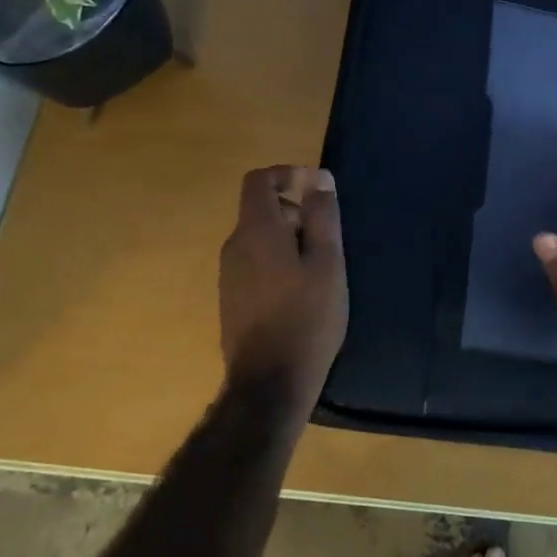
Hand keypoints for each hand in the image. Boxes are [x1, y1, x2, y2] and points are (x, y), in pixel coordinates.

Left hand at [219, 165, 348, 406]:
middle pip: (261, 210)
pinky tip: (301, 294)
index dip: (287, 174)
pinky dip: (278, 262)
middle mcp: (234, 246)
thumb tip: (319, 178)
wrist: (270, 382)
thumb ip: (322, 216)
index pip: (259, 181)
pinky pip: (255, 263)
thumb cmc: (307, 317)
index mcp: (256, 231)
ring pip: (259, 239)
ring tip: (319, 272)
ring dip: (289, 241)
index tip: (316, 188)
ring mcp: (228, 275)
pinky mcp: (231, 299)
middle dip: (295, 213)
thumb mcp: (327, 262)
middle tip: (328, 242)